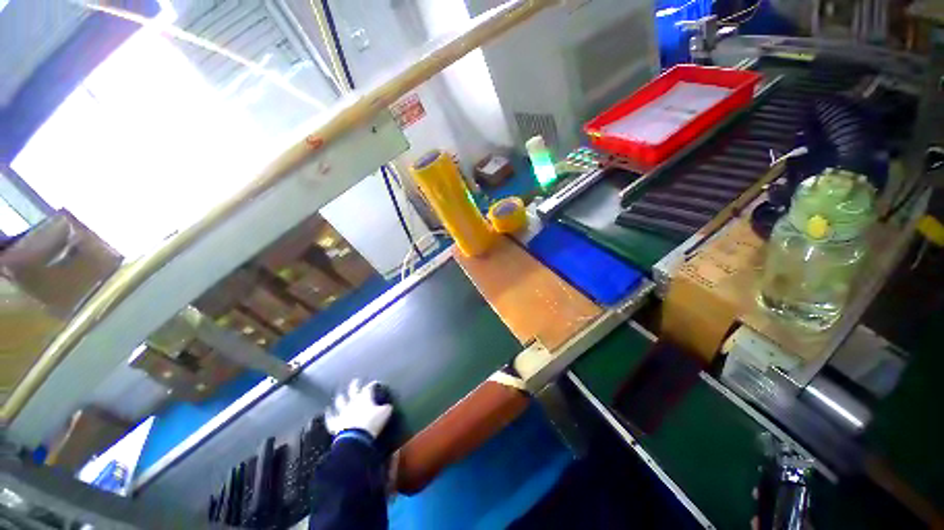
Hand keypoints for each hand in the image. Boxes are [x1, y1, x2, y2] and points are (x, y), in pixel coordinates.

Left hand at [325, 379, 392, 438]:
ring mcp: (342, 412)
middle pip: (353, 390)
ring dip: (340, 398)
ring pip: (340, 402)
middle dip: (354, 384)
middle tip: (355, 380)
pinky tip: (327, 410)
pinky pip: (331, 418)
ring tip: (340, 394)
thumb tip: (388, 406)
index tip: (375, 383)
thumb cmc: (372, 423)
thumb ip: (386, 408)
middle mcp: (352, 402)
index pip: (369, 388)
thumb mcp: (385, 413)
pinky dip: (329, 414)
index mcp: (365, 398)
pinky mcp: (335, 423)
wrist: (356, 438)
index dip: (372, 385)